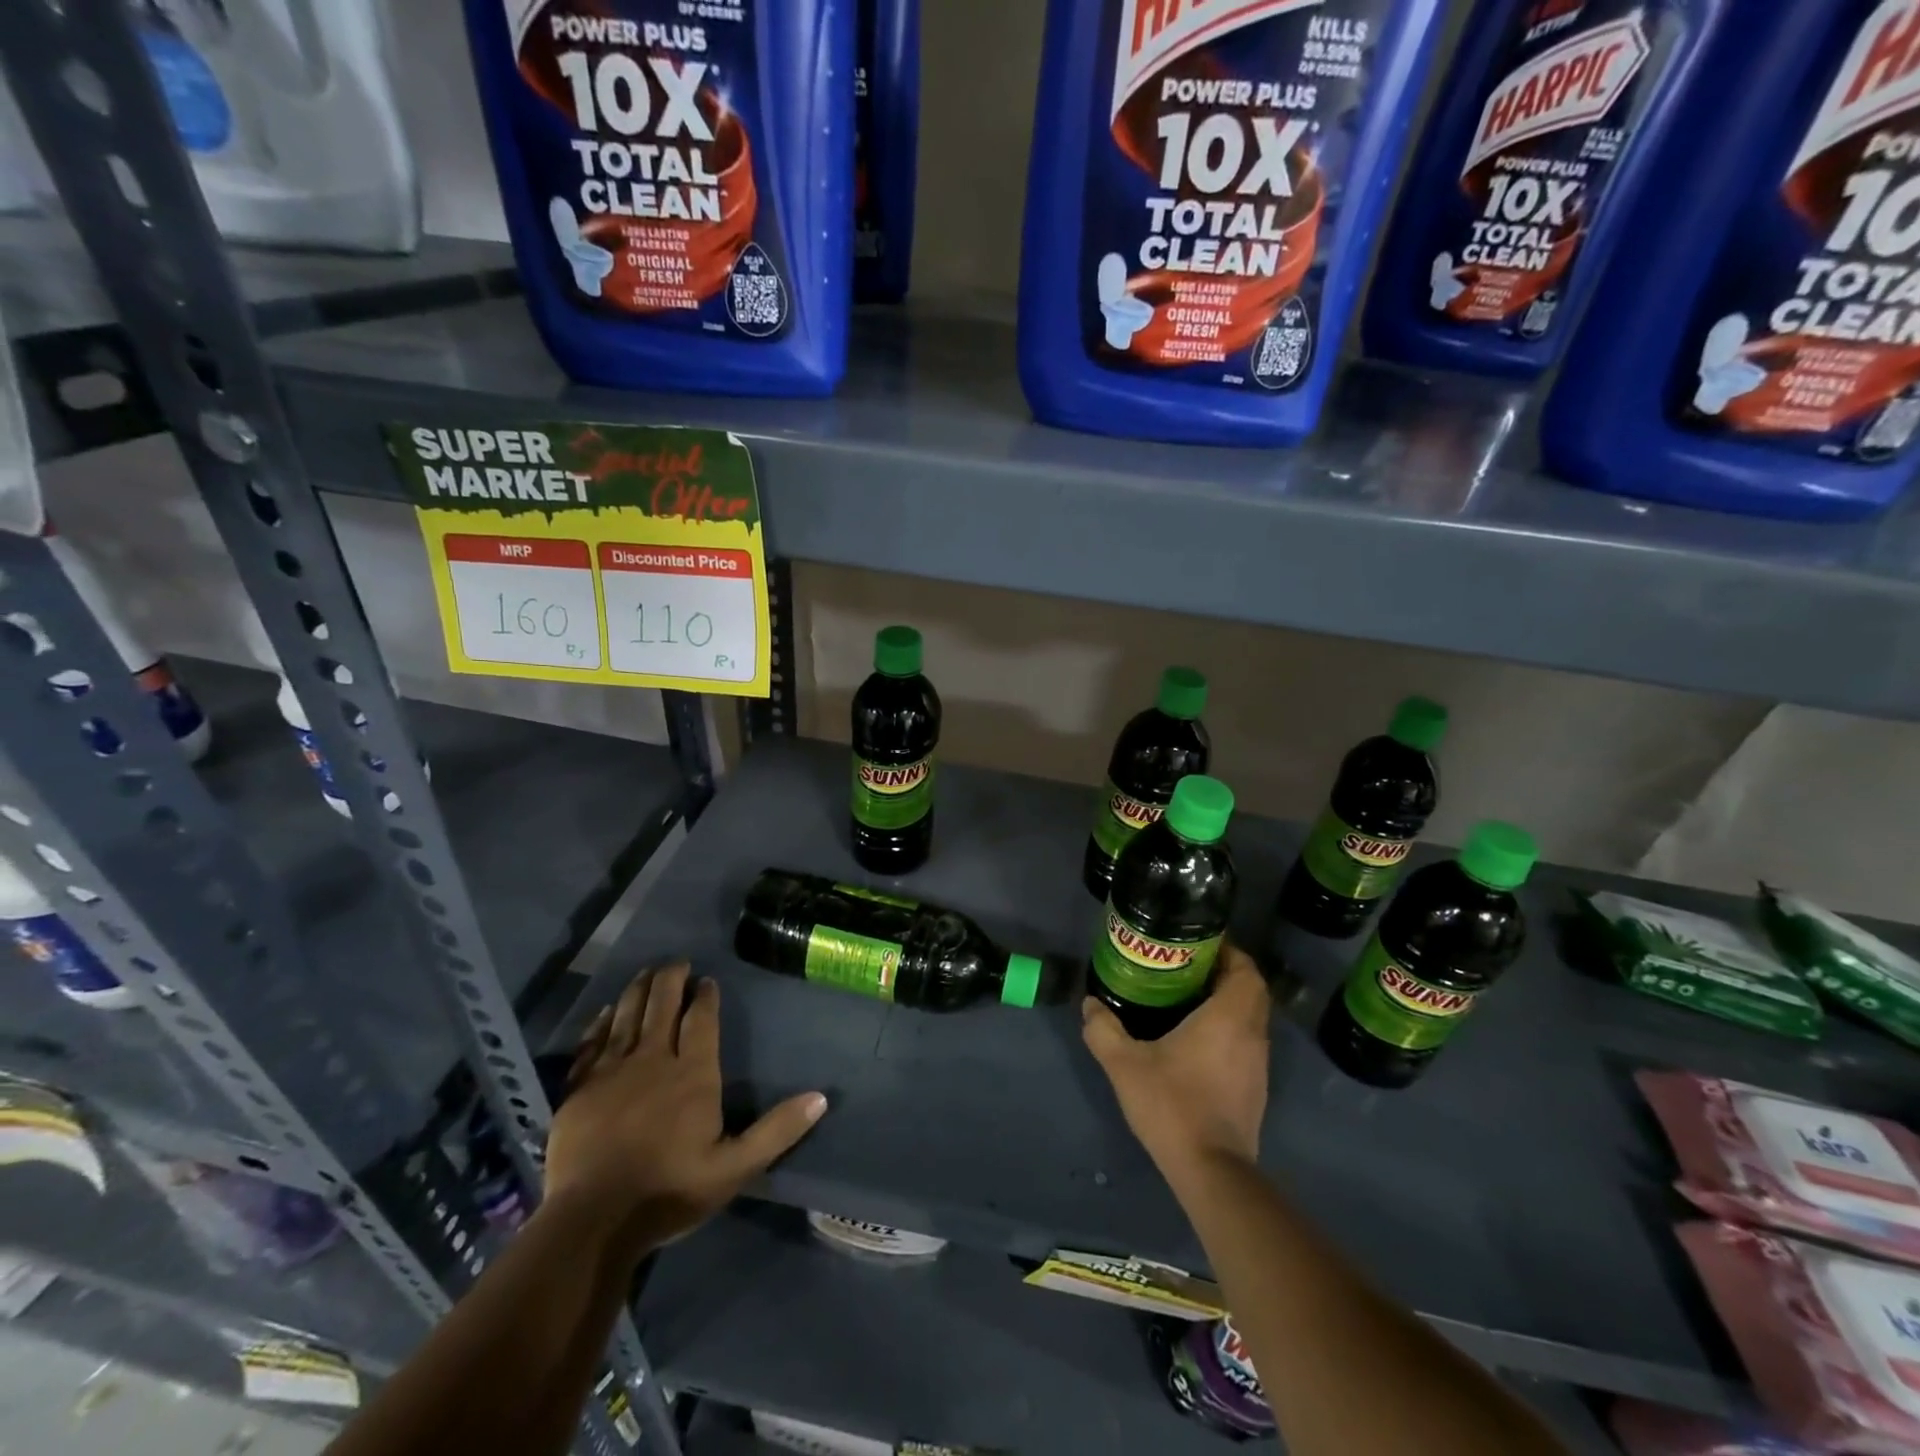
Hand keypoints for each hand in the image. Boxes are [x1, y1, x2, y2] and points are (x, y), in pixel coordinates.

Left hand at [544, 963, 826, 1256]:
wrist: (592, 1221)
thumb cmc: (669, 1191)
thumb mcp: (735, 1168)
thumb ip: (776, 1131)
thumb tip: (821, 1098)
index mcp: (693, 1074)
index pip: (702, 1021)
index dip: (706, 996)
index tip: (707, 980)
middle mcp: (653, 1060)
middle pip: (662, 1006)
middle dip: (671, 979)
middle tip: (677, 962)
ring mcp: (611, 1072)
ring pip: (626, 1015)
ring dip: (638, 990)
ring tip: (646, 972)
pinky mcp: (579, 1088)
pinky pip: (591, 1042)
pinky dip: (600, 1022)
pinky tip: (605, 1011)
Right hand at [1083, 943, 1271, 1183]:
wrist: (1211, 1171)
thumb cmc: (1173, 1105)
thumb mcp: (1125, 1064)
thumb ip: (1103, 1030)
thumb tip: (1090, 1004)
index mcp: (1229, 1017)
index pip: (1246, 970)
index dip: (1229, 951)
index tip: (1199, 945)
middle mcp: (1251, 1034)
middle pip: (1252, 990)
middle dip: (1225, 973)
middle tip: (1187, 967)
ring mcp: (1258, 1064)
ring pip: (1251, 1017)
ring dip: (1228, 1002)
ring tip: (1188, 998)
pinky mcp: (1255, 1088)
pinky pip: (1247, 1042)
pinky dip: (1229, 1029)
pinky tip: (1196, 1040)